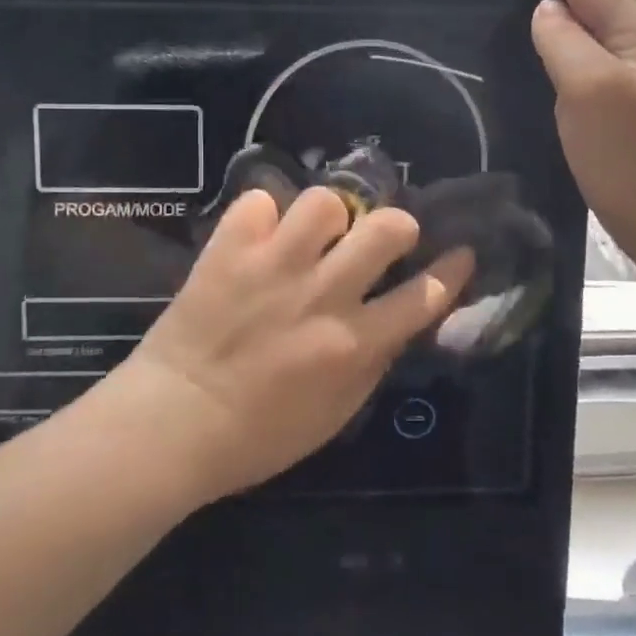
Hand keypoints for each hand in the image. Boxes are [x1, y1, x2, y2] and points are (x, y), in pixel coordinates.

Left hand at [107, 188, 473, 501]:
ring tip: (315, 231)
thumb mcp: (334, 415)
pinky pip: (259, 201)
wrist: (174, 423)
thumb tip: (398, 320)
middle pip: (385, 229)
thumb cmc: (259, 435)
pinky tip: (259, 234)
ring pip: (324, 201)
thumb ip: (373, 363)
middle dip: (397, 224)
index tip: (460, 253)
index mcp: (352, 343)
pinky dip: (263, 213)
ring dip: (328, 213)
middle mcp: (322, 295)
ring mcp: (274, 266)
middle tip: (383, 235)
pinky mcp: (229, 250)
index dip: (451, 271)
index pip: (423, 296)